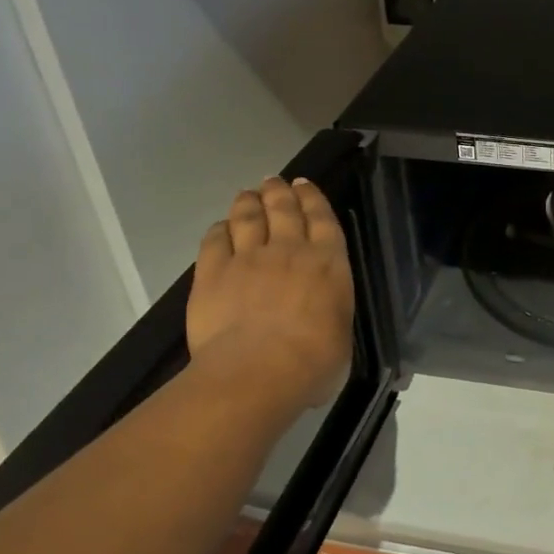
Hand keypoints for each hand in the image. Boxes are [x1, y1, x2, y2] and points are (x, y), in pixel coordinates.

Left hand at [186, 177, 353, 408]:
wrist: (258, 372)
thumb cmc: (314, 362)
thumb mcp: (340, 335)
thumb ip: (329, 312)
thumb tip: (321, 317)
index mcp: (328, 263)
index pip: (322, 218)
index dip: (312, 197)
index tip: (304, 184)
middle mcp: (289, 250)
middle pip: (283, 208)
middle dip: (279, 191)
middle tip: (274, 181)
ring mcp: (248, 258)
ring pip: (247, 217)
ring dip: (248, 201)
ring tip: (248, 194)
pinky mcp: (212, 273)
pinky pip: (214, 241)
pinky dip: (218, 230)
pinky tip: (220, 227)